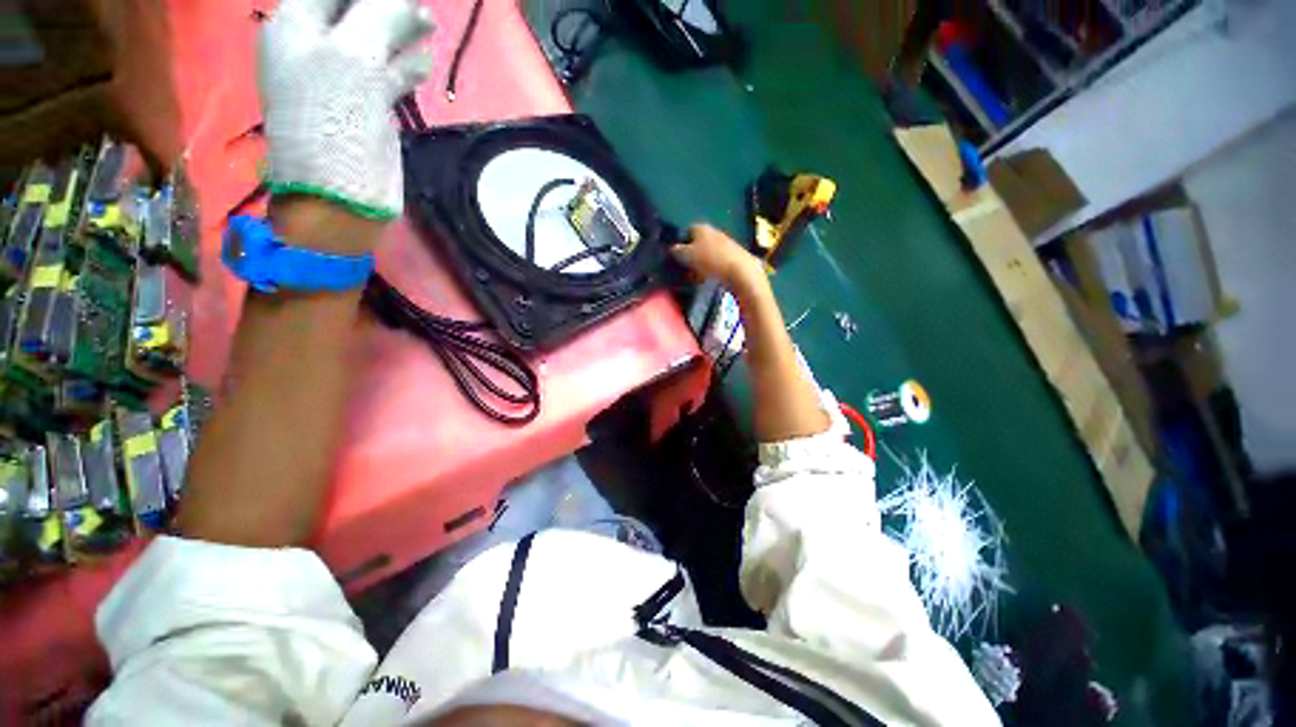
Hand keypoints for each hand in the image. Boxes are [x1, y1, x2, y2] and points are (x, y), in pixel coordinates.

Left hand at [260, 0, 433, 224]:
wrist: (343, 189)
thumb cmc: (334, 118)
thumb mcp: (354, 55)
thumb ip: (382, 13)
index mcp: (297, 24)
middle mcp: (317, 44)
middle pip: (356, 8)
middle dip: (387, 4)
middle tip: (419, 8)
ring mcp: (343, 76)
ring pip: (375, 39)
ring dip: (401, 30)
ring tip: (427, 25)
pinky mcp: (367, 103)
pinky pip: (387, 73)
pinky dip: (405, 65)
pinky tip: (422, 63)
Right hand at [670, 224, 765, 292]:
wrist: (740, 271)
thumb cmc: (710, 260)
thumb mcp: (686, 255)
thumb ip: (676, 251)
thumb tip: (672, 249)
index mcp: (701, 227)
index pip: (686, 231)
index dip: (680, 243)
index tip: (676, 258)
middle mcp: (713, 231)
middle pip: (697, 243)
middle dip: (691, 255)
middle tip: (685, 269)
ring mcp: (725, 243)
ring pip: (707, 253)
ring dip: (700, 264)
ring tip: (696, 277)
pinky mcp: (734, 256)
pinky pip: (717, 262)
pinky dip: (711, 269)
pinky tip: (709, 279)